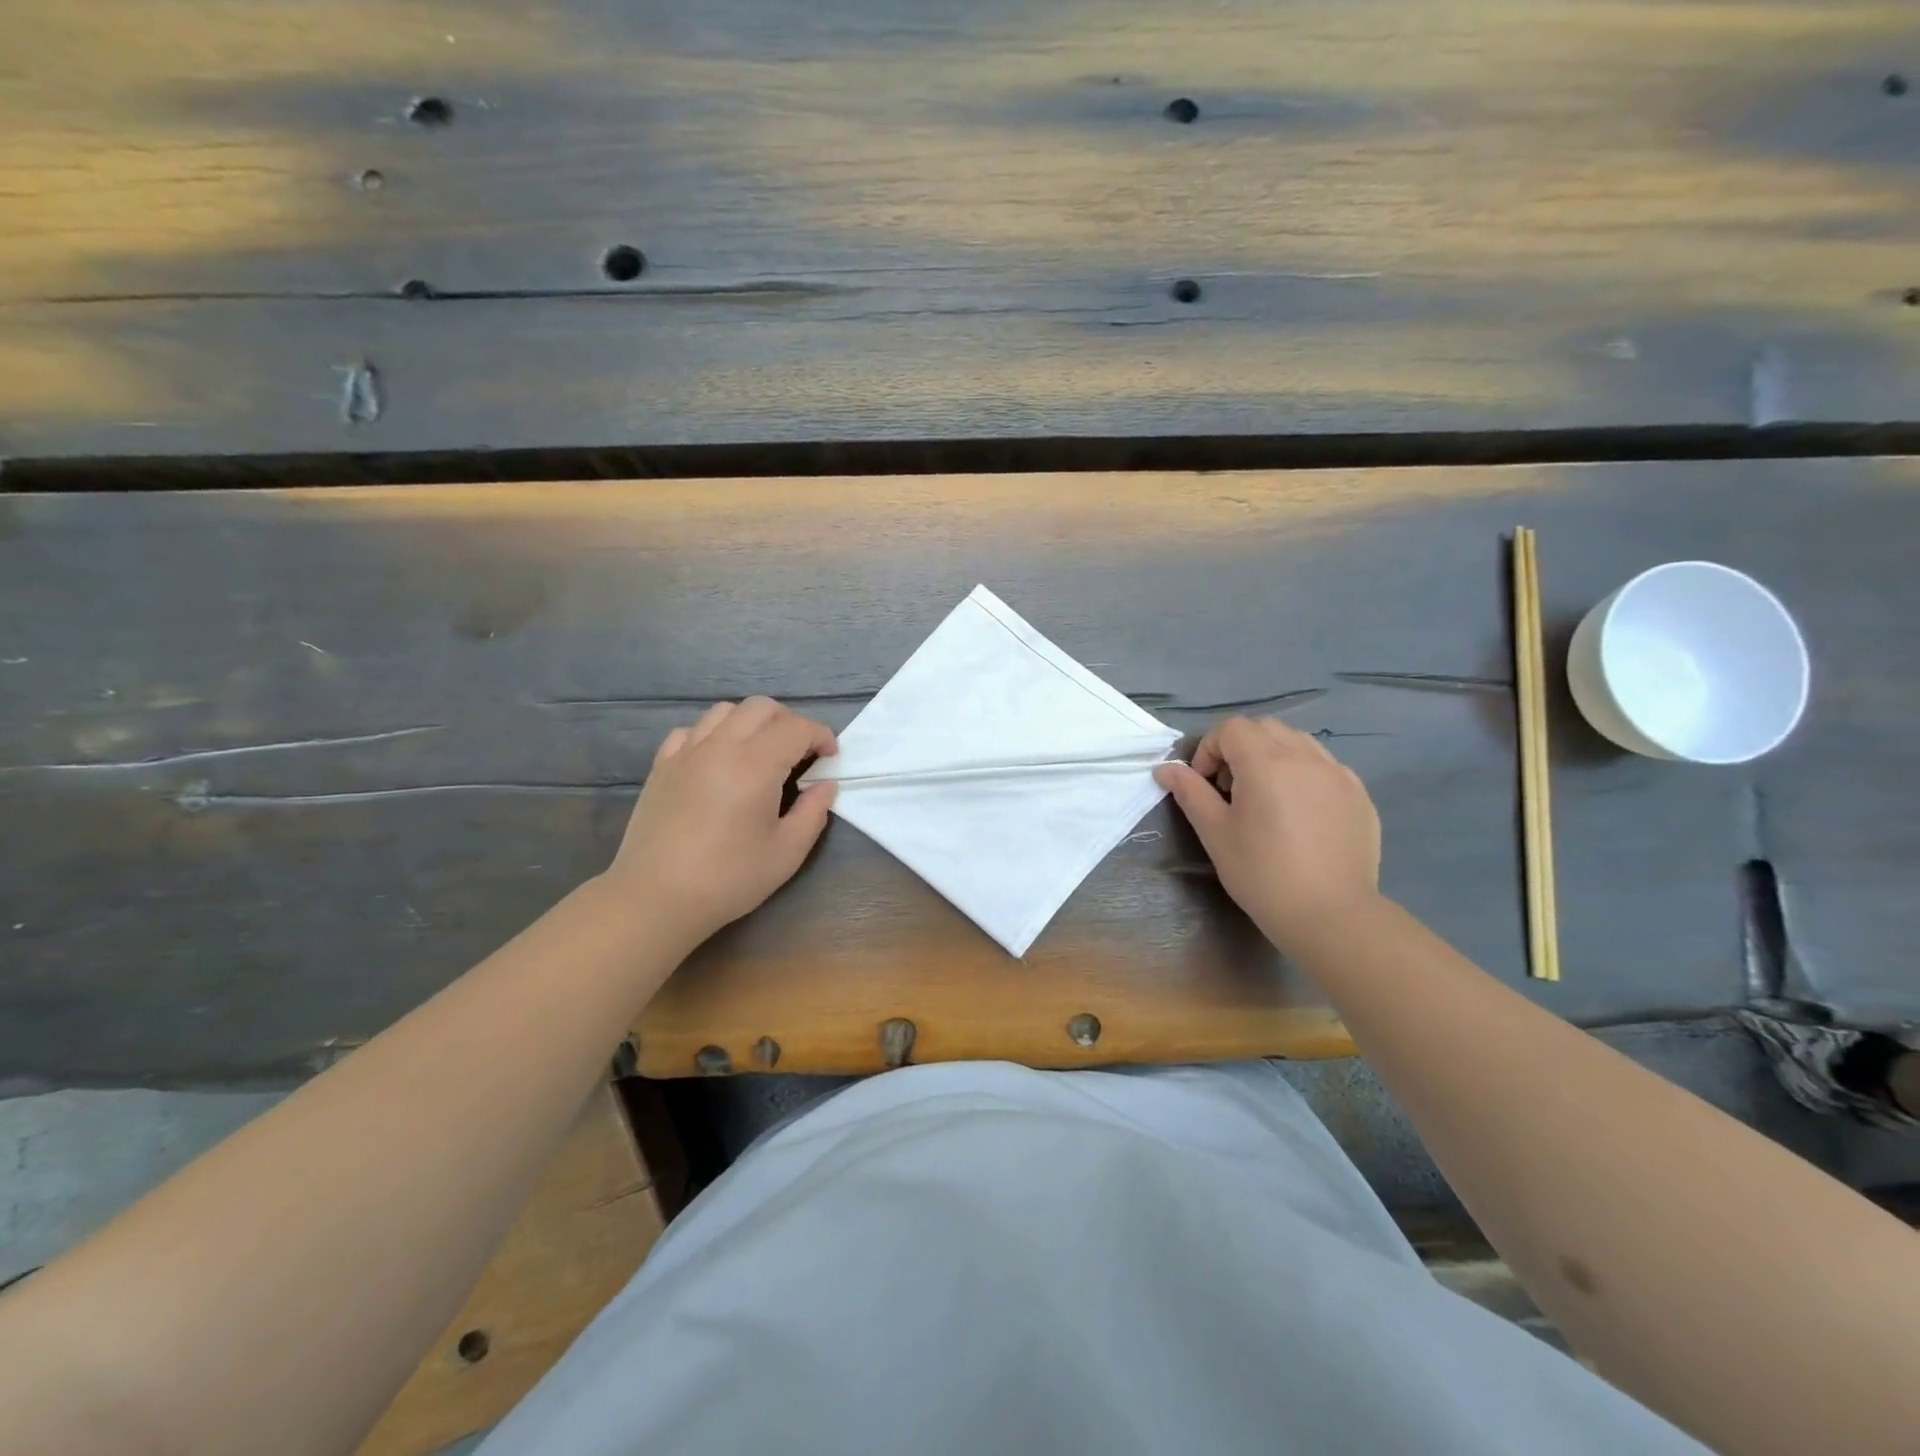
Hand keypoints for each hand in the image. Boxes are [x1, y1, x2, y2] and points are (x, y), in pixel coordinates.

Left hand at [608, 697, 837, 946]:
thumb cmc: (728, 878)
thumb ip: (813, 811)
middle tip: (800, 753)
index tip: (830, 758)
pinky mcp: (662, 766)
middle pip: (762, 707)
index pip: (797, 728)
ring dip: (751, 723)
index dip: (821, 736)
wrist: (656, 898)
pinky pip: (691, 731)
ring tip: (760, 752)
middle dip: (790, 722)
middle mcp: (720, 746)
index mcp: (755, 765)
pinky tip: (718, 761)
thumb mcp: (787, 852)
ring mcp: (686, 752)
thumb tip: (825, 784)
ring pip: (725, 711)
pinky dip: (713, 734)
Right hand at [1153, 717, 1380, 949]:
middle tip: (1232, 790)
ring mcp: (1338, 773)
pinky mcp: (1359, 794)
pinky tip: (1300, 814)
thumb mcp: (1215, 833)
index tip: (1206, 785)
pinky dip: (1303, 774)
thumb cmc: (1262, 874)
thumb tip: (1165, 768)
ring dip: (1273, 756)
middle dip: (1240, 748)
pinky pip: (1324, 767)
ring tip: (1267, 798)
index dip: (1209, 749)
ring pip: (1297, 742)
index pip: (1230, 728)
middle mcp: (1305, 756)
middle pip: (1264, 728)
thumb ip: (1190, 792)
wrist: (1331, 915)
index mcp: (1266, 762)